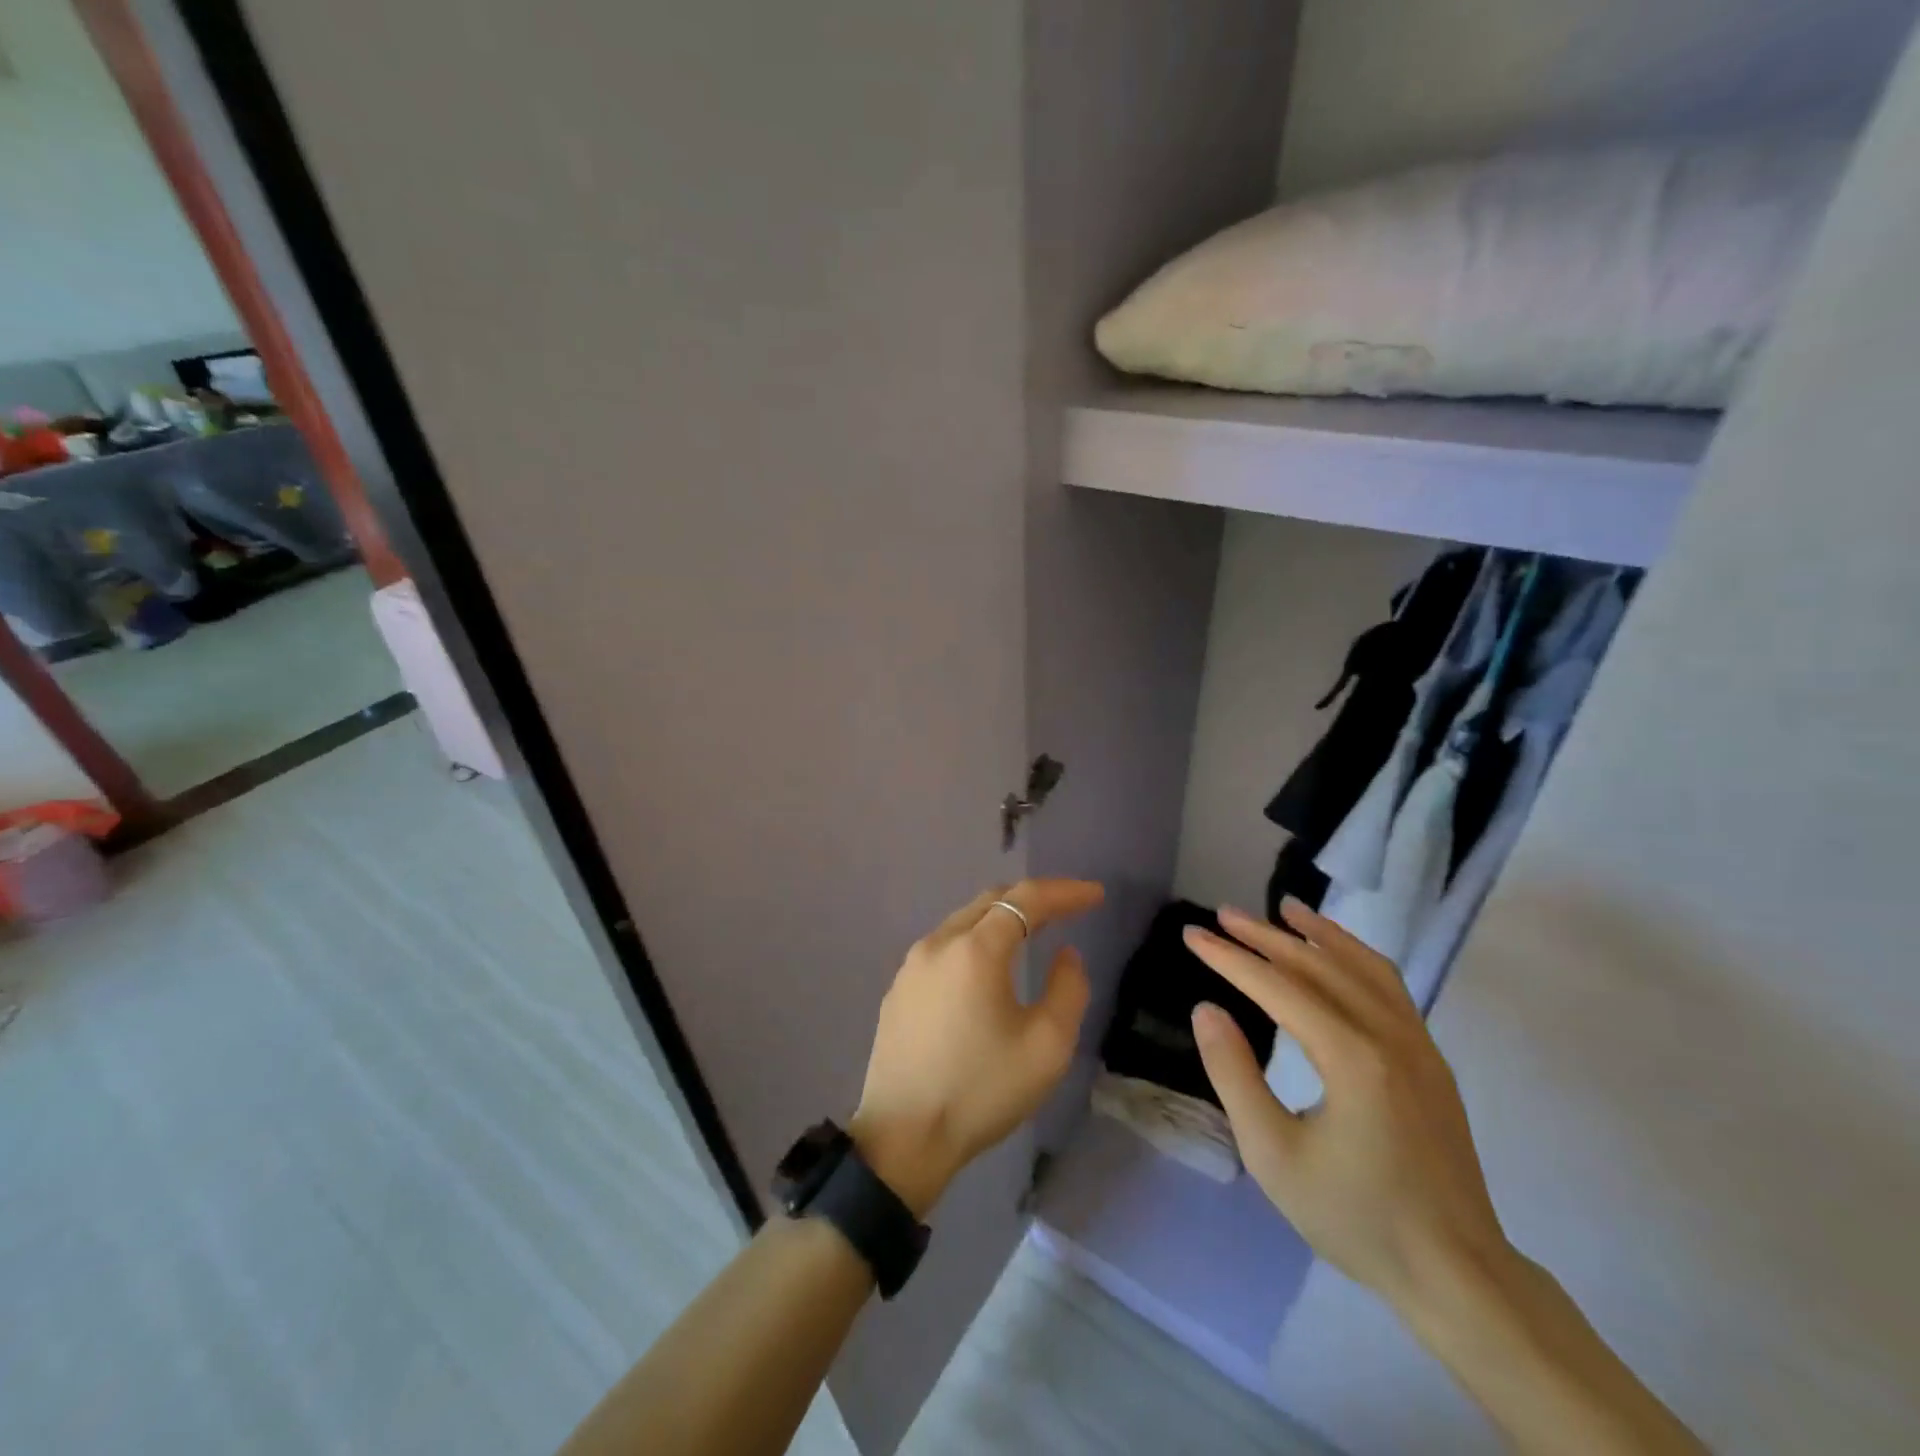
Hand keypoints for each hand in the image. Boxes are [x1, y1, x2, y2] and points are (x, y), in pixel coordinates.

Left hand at [851, 879, 1104, 1216]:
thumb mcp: (1046, 1046)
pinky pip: (945, 947)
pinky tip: (988, 966)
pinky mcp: (899, 989)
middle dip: (1033, 898)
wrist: (903, 1138)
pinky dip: (976, 941)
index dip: (1065, 892)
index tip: (1096, 894)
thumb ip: (1067, 989)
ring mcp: (912, 965)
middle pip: (991, 901)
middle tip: (1069, 907)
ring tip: (1034, 930)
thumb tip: (1064, 954)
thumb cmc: (981, 1091)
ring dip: (1002, 919)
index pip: (1026, 900)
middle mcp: (938, 943)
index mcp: (975, 950)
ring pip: (964, 921)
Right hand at [1183, 899, 1513, 1316]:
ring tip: (1285, 908)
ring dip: (1319, 933)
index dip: (1230, 957)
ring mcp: (1418, 1044)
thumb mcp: (1273, 1155)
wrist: (1458, 1274)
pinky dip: (1355, 956)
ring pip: (1363, 966)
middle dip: (1266, 936)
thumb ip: (1234, 1075)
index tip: (1193, 934)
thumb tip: (1206, 1009)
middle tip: (1224, 914)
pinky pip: (1390, 987)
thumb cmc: (1355, 1217)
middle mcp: (1389, 1035)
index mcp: (1351, 1058)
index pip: (1277, 987)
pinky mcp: (1431, 1059)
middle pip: (1318, 966)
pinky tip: (1336, 954)